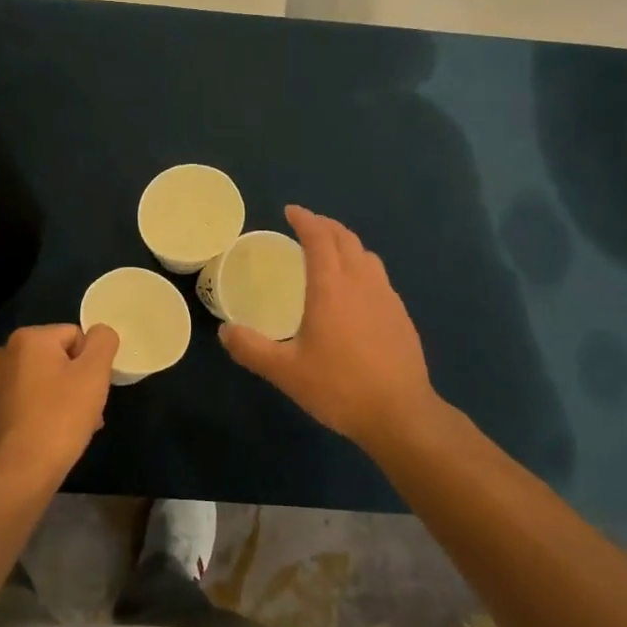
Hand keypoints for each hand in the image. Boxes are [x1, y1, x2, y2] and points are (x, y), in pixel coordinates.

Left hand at [0, 323, 119, 481]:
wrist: (20, 472)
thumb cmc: (61, 417)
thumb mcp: (94, 372)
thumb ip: (103, 341)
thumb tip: (100, 333)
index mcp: (27, 338)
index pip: (75, 336)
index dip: (90, 363)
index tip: (93, 391)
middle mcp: (4, 354)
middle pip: (57, 359)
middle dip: (76, 382)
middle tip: (87, 412)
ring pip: (42, 382)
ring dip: (61, 398)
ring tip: (72, 428)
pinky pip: (25, 403)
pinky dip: (41, 413)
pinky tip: (50, 437)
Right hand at [220, 205, 441, 449]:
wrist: (400, 414)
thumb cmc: (339, 387)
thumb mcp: (285, 372)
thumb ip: (251, 349)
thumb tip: (225, 331)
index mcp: (331, 287)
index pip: (319, 238)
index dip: (305, 220)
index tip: (290, 211)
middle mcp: (361, 283)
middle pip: (346, 239)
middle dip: (325, 226)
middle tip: (307, 226)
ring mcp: (386, 298)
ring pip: (366, 255)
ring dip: (346, 244)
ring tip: (331, 252)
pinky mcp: (401, 316)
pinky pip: (379, 277)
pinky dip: (362, 267)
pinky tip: (356, 291)